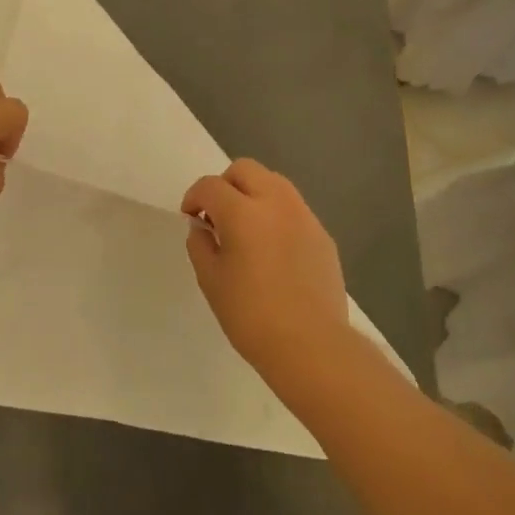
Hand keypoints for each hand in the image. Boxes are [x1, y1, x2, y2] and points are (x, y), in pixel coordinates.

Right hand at [181, 160, 357, 382]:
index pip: (211, 186)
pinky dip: (276, 215)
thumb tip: (203, 227)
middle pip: (246, 170)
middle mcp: (276, 203)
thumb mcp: (211, 281)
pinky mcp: (322, 235)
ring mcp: (304, 216)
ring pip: (274, 183)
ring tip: (245, 228)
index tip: (191, 217)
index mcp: (244, 212)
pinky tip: (272, 249)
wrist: (311, 344)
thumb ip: (200, 244)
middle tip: (217, 215)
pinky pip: (294, 209)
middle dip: (225, 185)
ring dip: (253, 194)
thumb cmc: (251, 315)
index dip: (194, 197)